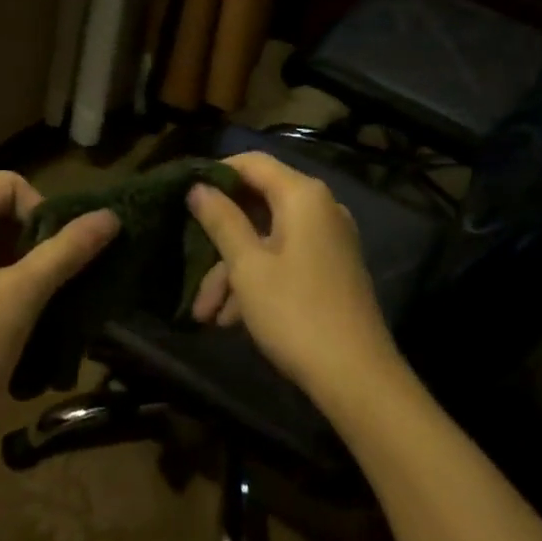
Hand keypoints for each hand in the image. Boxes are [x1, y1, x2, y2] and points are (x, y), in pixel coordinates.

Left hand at [0, 171, 117, 447]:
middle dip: (29, 242)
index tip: (59, 259)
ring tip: (33, 305)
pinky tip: (2, 320)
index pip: (10, 184)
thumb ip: (67, 250)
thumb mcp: (21, 296)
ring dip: (11, 266)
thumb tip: (111, 216)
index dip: (44, 213)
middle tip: (52, 284)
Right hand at [186, 152, 398, 403]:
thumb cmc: (295, 312)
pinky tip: (231, 319)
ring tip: (205, 314)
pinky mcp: (330, 269)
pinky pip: (284, 260)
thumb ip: (221, 220)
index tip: (184, 195)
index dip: (216, 174)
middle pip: (258, 204)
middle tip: (188, 265)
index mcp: (303, 196)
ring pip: (267, 239)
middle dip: (219, 238)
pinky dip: (257, 281)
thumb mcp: (247, 266)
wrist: (357, 378)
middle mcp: (320, 209)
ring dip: (232, 271)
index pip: (252, 163)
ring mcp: (328, 241)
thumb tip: (198, 187)